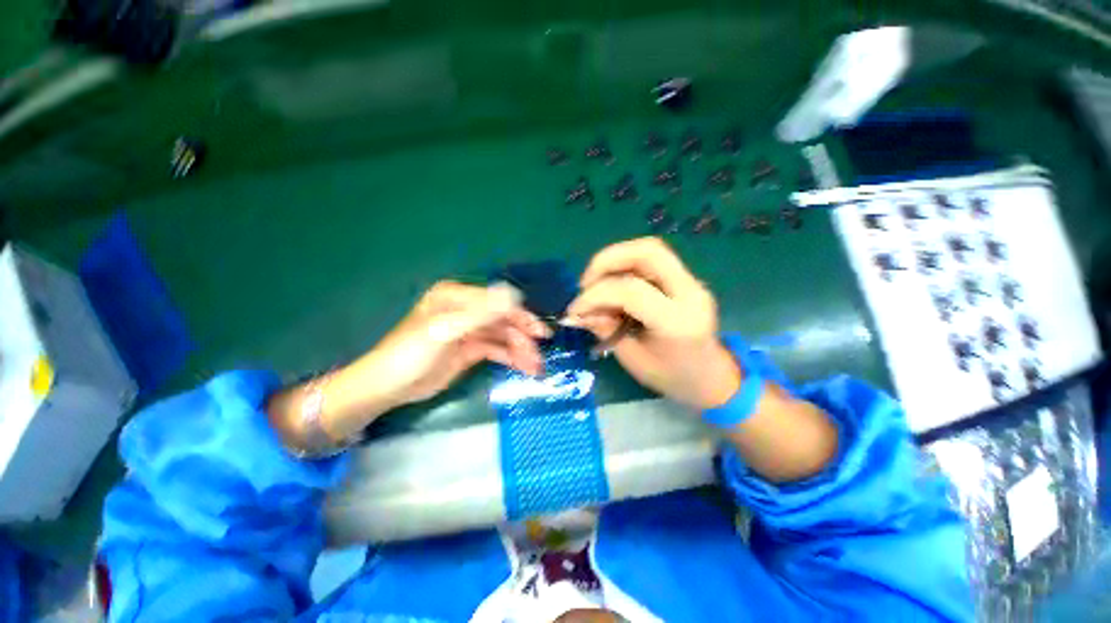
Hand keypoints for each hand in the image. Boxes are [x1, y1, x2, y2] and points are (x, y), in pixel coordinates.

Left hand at [356, 281, 549, 406]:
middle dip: (523, 338)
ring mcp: (470, 330)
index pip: (498, 302)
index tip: (540, 333)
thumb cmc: (410, 354)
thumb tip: (514, 294)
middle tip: (540, 356)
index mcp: (458, 297)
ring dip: (521, 351)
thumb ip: (480, 313)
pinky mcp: (471, 350)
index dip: (521, 317)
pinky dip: (512, 358)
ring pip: (503, 337)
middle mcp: (467, 310)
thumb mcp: (444, 331)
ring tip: (536, 368)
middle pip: (503, 320)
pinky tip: (525, 368)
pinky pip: (497, 350)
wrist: (387, 388)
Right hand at [566, 237, 740, 410]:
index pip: (631, 291)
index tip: (575, 309)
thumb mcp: (632, 359)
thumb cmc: (672, 378)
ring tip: (596, 283)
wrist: (712, 378)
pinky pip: (652, 261)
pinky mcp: (686, 280)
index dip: (596, 295)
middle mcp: (690, 293)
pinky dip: (625, 266)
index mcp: (678, 322)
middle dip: (608, 260)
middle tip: (586, 282)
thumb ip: (605, 329)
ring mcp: (692, 282)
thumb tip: (579, 311)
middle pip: (648, 252)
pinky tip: (613, 285)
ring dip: (615, 260)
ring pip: (650, 249)